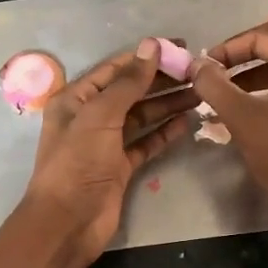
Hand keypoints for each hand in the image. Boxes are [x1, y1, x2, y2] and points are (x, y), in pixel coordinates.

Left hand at [22, 38, 196, 260]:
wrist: (68, 221)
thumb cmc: (77, 162)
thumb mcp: (100, 116)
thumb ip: (128, 82)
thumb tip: (152, 45)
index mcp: (76, 99)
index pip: (114, 69)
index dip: (145, 57)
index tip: (179, 47)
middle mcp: (90, 118)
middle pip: (130, 92)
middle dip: (161, 80)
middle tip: (196, 70)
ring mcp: (106, 144)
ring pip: (141, 117)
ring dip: (167, 104)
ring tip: (199, 92)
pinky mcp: (120, 167)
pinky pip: (146, 143)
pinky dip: (164, 133)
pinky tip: (186, 121)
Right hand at [193, 17, 267, 235]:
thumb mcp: (241, 117)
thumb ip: (214, 85)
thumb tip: (196, 65)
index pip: (264, 35)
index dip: (230, 47)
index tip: (206, 66)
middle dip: (246, 52)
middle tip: (219, 70)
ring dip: (256, 74)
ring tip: (227, 95)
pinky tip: (251, 114)